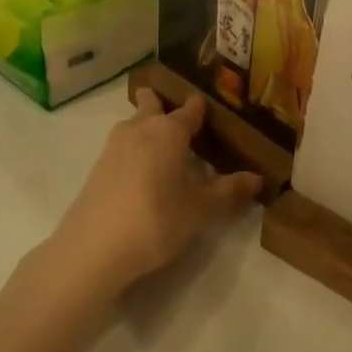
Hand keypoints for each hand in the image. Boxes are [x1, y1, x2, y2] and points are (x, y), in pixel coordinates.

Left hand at [37, 90, 260, 300]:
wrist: (93, 248)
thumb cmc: (156, 220)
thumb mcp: (200, 210)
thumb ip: (229, 191)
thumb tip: (258, 178)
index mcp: (168, 131)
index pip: (190, 109)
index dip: (202, 108)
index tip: (213, 110)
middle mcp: (140, 128)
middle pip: (152, 104)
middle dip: (164, 104)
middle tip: (182, 118)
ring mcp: (114, 146)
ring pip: (133, 123)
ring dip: (147, 126)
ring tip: (165, 145)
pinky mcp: (98, 167)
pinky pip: (122, 146)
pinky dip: (134, 149)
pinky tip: (143, 171)